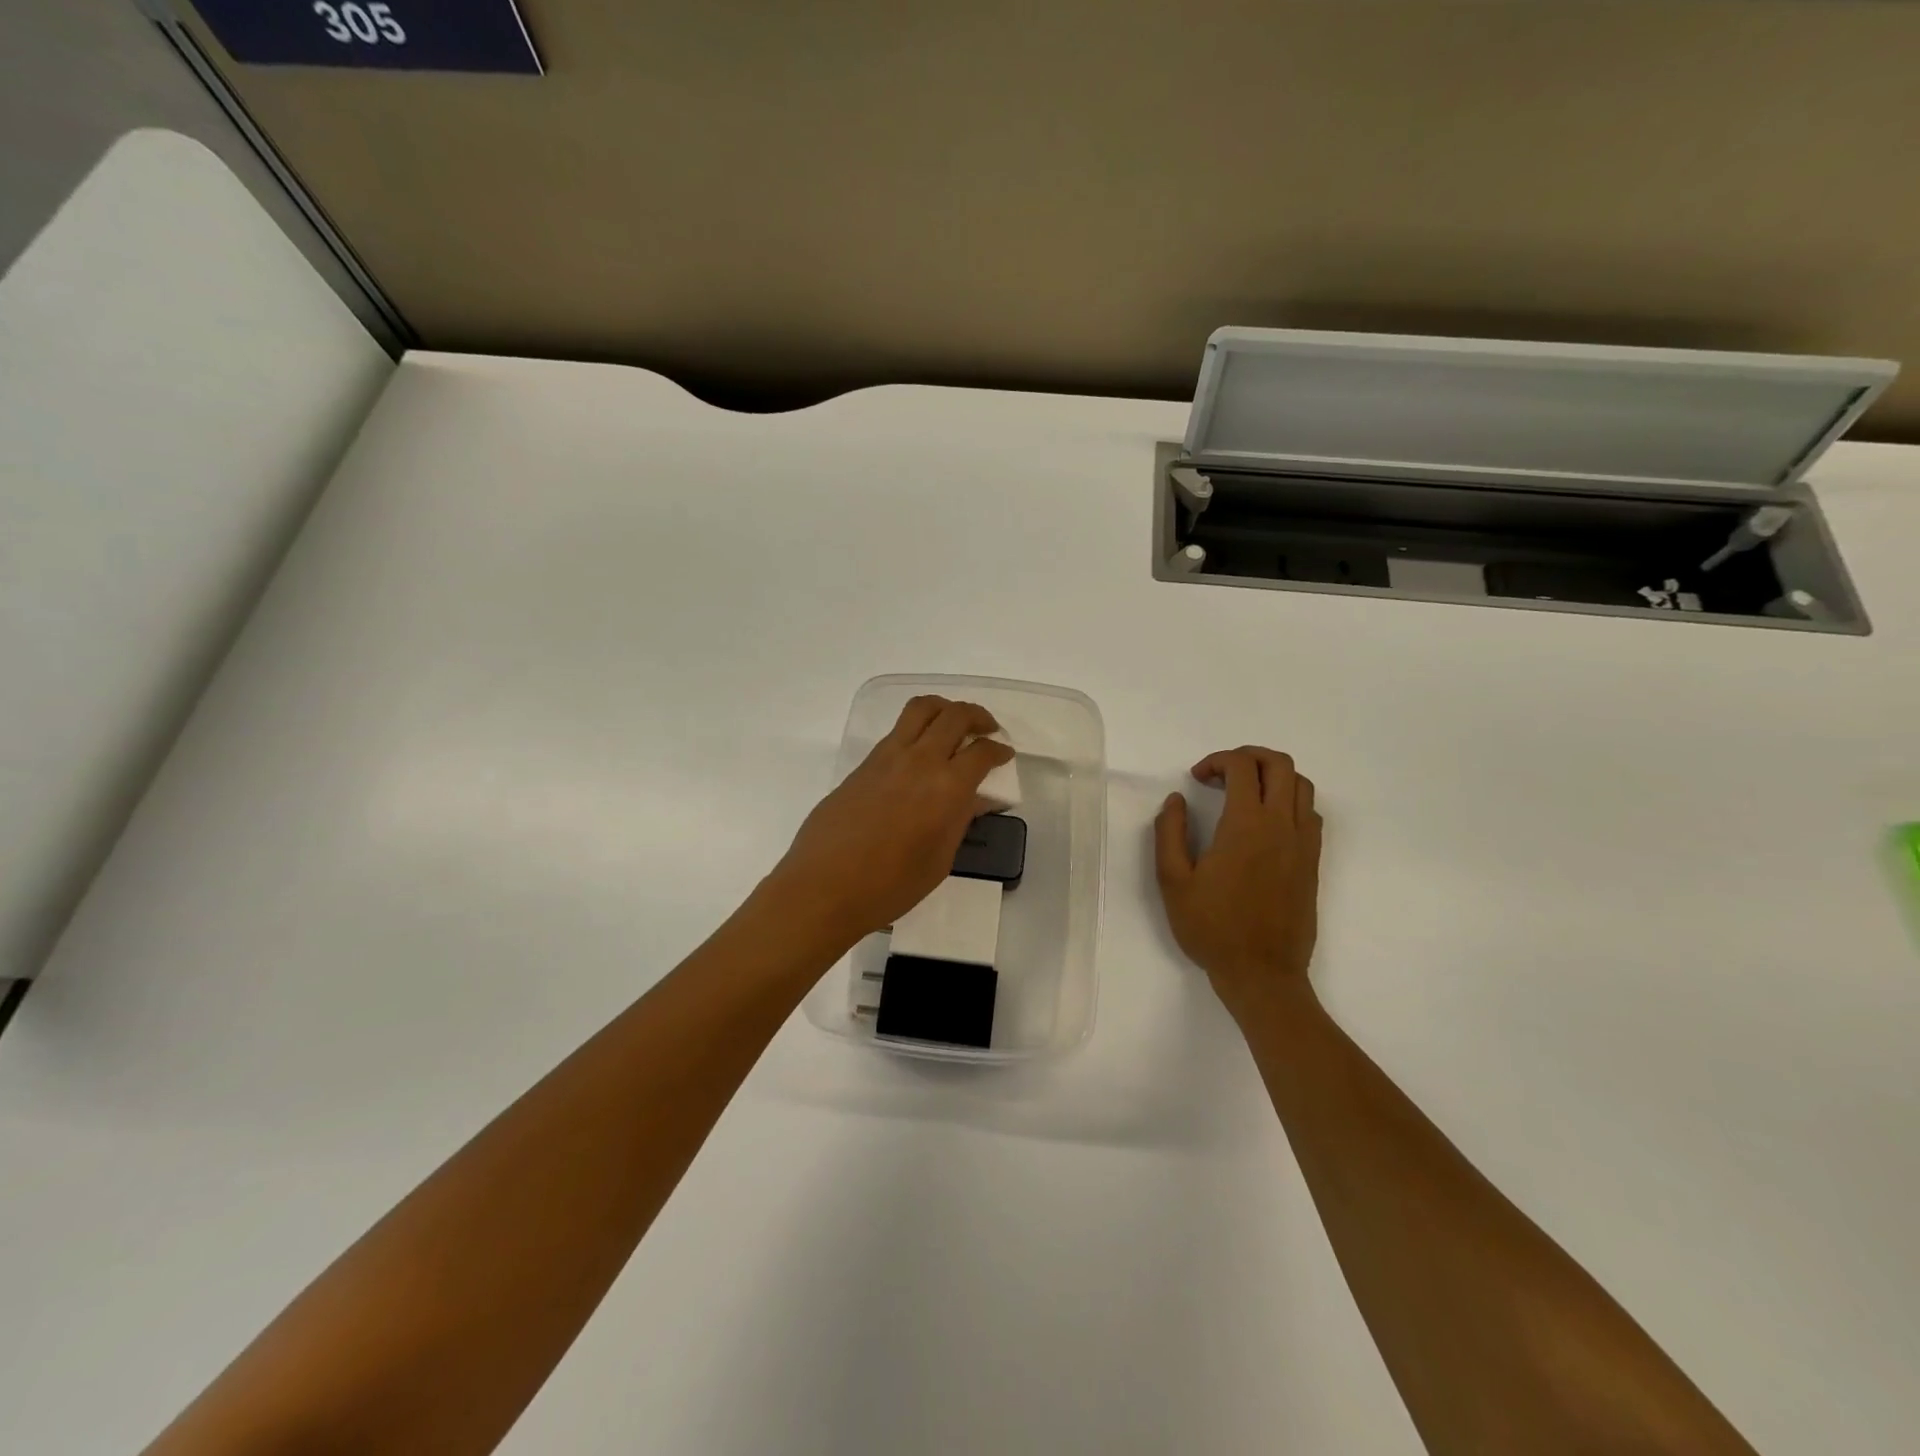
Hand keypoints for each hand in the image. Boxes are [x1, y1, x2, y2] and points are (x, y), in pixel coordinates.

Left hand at [764, 696, 1013, 946]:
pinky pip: (898, 731)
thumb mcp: (939, 860)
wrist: (824, 887)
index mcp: (946, 788)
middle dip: (978, 717)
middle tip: (987, 730)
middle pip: (954, 716)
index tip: (1005, 755)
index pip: (982, 752)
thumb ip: (959, 821)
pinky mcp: (864, 764)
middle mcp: (919, 761)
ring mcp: (887, 758)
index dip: (999, 750)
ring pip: (921, 709)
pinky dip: (918, 728)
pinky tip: (921, 753)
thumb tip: (974, 798)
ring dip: (945, 709)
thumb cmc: (889, 886)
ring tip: (953, 725)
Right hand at [1154, 746, 1322, 1021]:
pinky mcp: (1312, 862)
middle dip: (1248, 756)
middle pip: (1280, 764)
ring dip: (1273, 776)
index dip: (1216, 761)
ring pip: (1302, 785)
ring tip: (1244, 792)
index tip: (1196, 778)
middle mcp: (1282, 825)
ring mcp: (1303, 843)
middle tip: (1221, 773)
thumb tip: (1176, 801)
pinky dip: (1290, 801)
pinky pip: (1310, 813)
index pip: (1242, 767)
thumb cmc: (1212, 927)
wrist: (1261, 973)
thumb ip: (1170, 833)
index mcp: (1246, 825)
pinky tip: (1265, 822)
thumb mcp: (1173, 881)